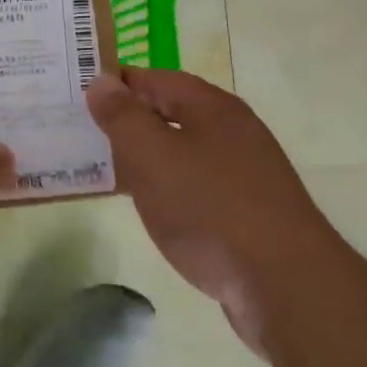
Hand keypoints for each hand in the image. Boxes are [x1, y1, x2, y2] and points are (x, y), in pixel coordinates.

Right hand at [86, 69, 337, 353]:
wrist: (287, 288)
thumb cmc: (211, 209)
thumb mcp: (153, 155)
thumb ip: (123, 116)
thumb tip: (101, 82)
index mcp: (212, 107)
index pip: (155, 79)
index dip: (118, 84)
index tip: (80, 96)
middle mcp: (233, 131)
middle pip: (171, 113)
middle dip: (130, 122)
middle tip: (86, 134)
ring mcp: (246, 174)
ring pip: (184, 152)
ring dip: (148, 158)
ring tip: (109, 171)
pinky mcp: (250, 214)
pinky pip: (198, 187)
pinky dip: (170, 189)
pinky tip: (153, 209)